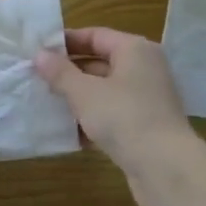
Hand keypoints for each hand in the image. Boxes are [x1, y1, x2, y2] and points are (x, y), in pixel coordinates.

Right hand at [35, 28, 202, 205]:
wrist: (167, 169)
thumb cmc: (124, 117)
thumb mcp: (84, 93)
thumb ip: (60, 73)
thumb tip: (39, 54)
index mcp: (134, 50)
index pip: (95, 35)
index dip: (66, 42)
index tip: (39, 51)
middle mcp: (144, 69)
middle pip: (100, 62)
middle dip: (69, 72)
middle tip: (38, 79)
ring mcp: (147, 99)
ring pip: (105, 91)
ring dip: (78, 98)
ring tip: (48, 105)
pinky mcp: (146, 126)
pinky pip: (113, 114)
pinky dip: (93, 120)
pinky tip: (70, 133)